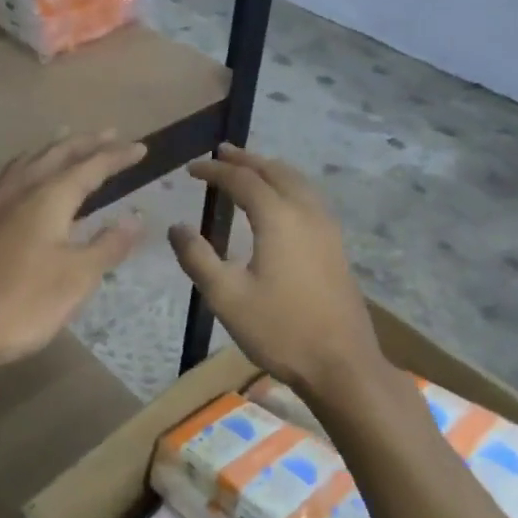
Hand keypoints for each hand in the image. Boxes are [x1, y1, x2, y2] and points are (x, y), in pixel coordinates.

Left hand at [0, 132, 146, 381]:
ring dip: (52, 147)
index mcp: (49, 197)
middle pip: (57, 154)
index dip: (117, 156)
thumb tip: (135, 217)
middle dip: (86, 143)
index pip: (91, 166)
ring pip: (25, 159)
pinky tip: (16, 172)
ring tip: (66, 140)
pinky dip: (20, 164)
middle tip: (110, 133)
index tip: (140, 148)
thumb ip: (108, 245)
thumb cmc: (22, 304)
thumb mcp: (77, 279)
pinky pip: (0, 175)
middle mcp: (18, 188)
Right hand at [168, 144, 383, 399]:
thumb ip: (197, 258)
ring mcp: (327, 228)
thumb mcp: (226, 296)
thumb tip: (176, 227)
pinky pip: (310, 197)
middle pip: (275, 171)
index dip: (215, 171)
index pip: (243, 180)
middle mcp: (306, 212)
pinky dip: (288, 185)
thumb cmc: (279, 329)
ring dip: (270, 169)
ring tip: (249, 168)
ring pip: (298, 181)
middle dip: (246, 160)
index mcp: (279, 218)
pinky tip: (281, 201)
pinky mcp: (336, 245)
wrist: (341, 364)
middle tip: (220, 153)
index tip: (191, 169)